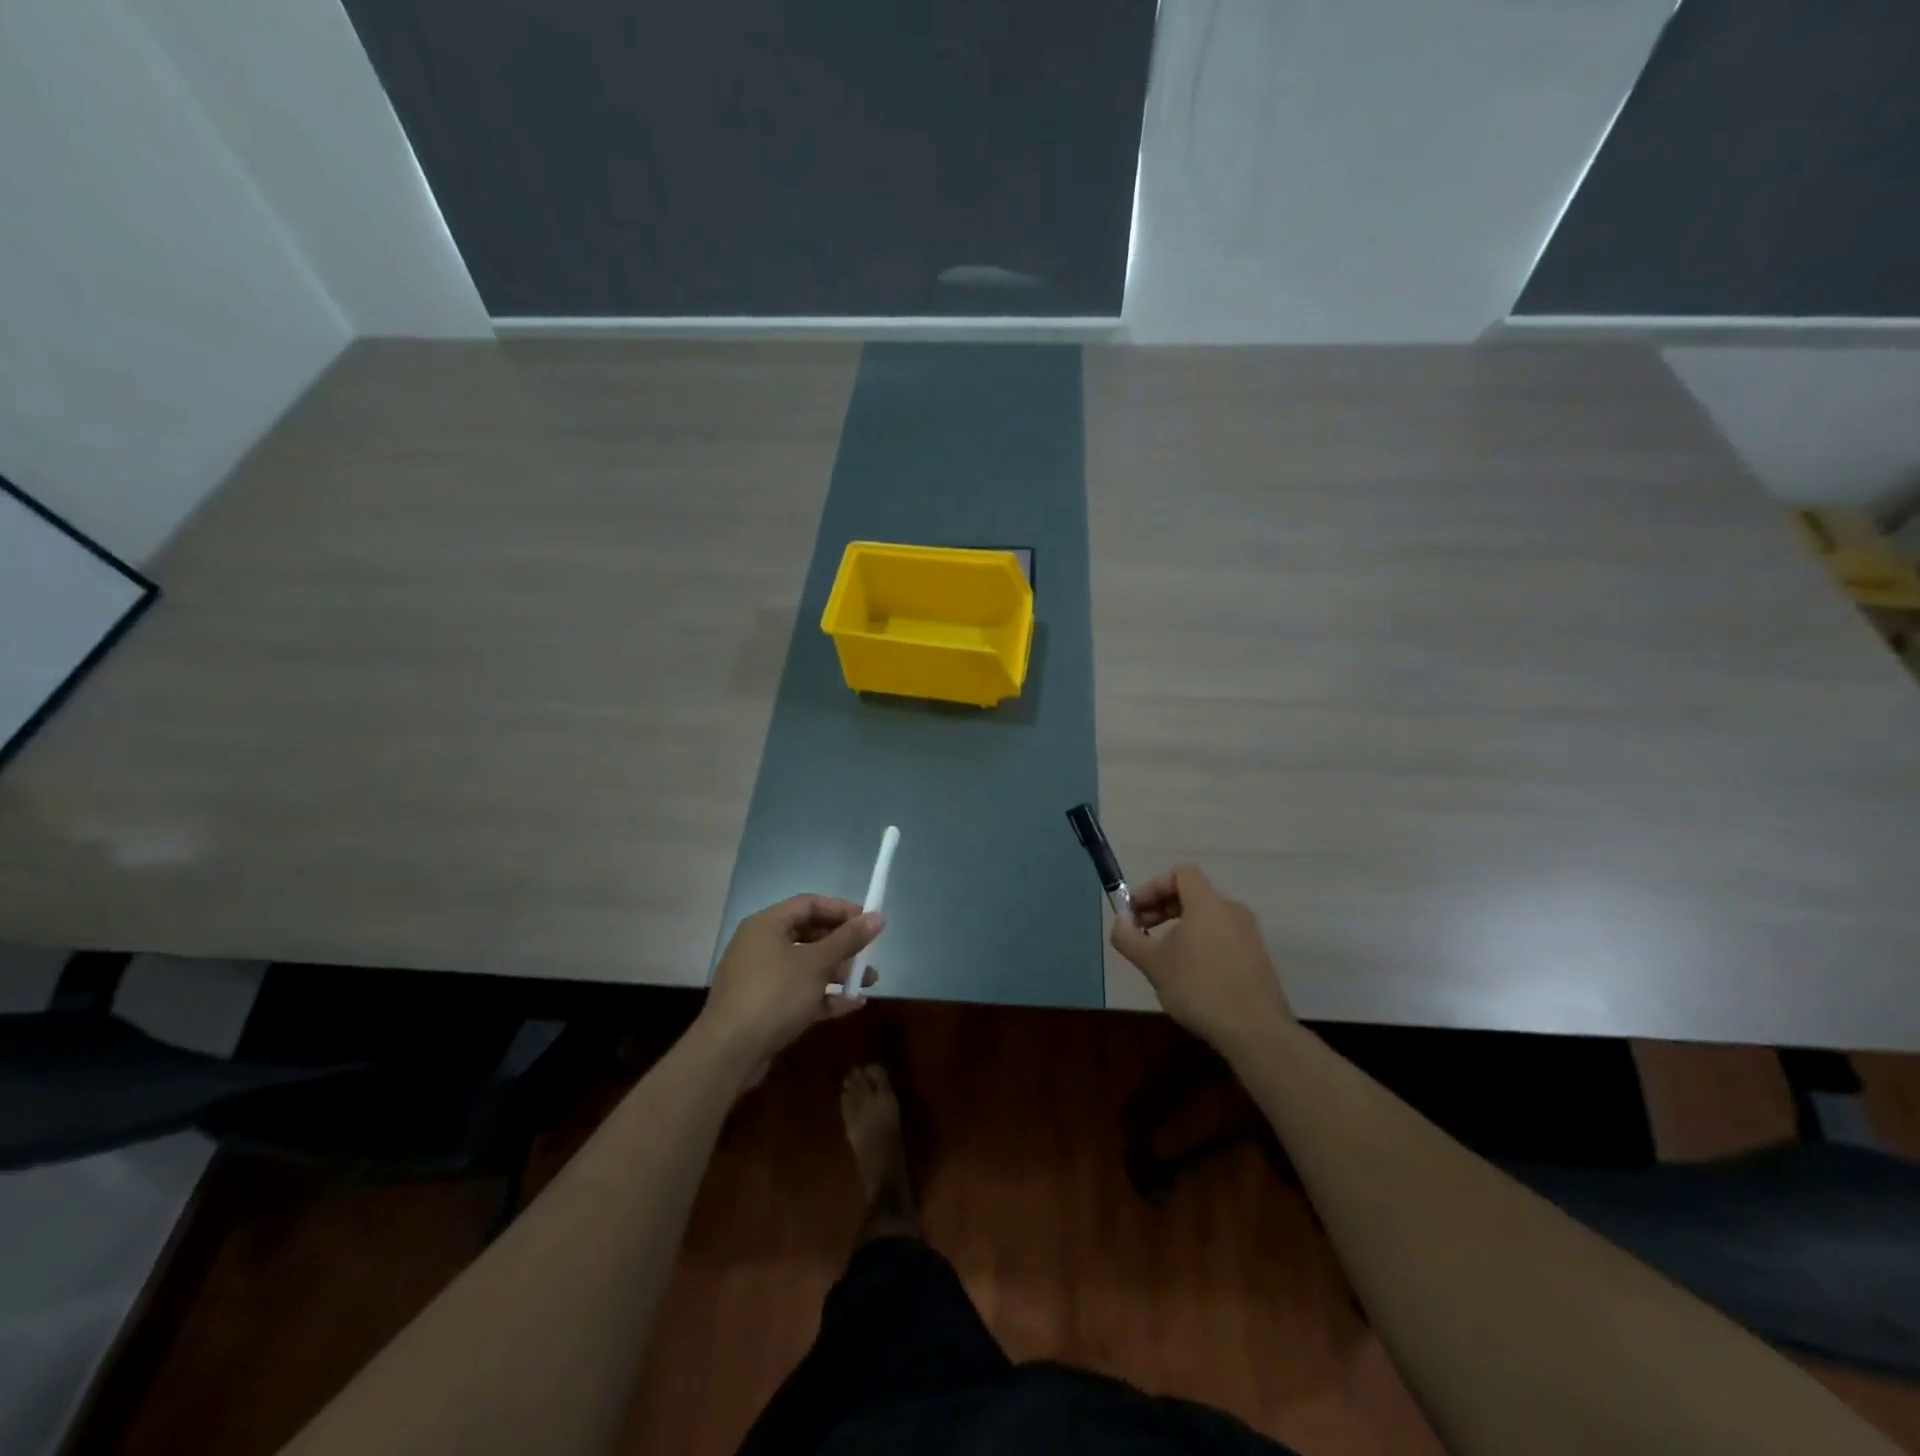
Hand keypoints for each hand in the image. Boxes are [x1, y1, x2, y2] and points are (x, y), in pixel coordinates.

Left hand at [702, 895, 884, 1063]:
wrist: (729, 1052)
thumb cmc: (775, 994)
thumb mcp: (816, 964)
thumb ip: (848, 939)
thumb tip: (878, 917)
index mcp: (767, 925)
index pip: (809, 904)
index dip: (841, 910)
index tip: (868, 921)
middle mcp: (761, 946)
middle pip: (809, 935)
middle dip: (843, 945)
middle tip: (869, 954)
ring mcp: (761, 978)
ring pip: (806, 966)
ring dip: (838, 972)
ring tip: (869, 982)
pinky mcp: (764, 1006)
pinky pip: (799, 992)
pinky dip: (824, 996)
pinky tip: (852, 1004)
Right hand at [1111, 864, 1291, 1056]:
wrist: (1255, 1031)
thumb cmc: (1198, 988)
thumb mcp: (1153, 964)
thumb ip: (1129, 937)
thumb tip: (1120, 919)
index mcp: (1207, 903)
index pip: (1180, 873)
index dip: (1153, 886)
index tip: (1135, 911)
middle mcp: (1231, 910)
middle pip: (1193, 893)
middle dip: (1162, 907)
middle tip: (1141, 932)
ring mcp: (1249, 934)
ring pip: (1208, 916)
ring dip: (1180, 926)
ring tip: (1163, 955)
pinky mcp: (1257, 956)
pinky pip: (1222, 935)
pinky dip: (1201, 941)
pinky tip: (1190, 972)